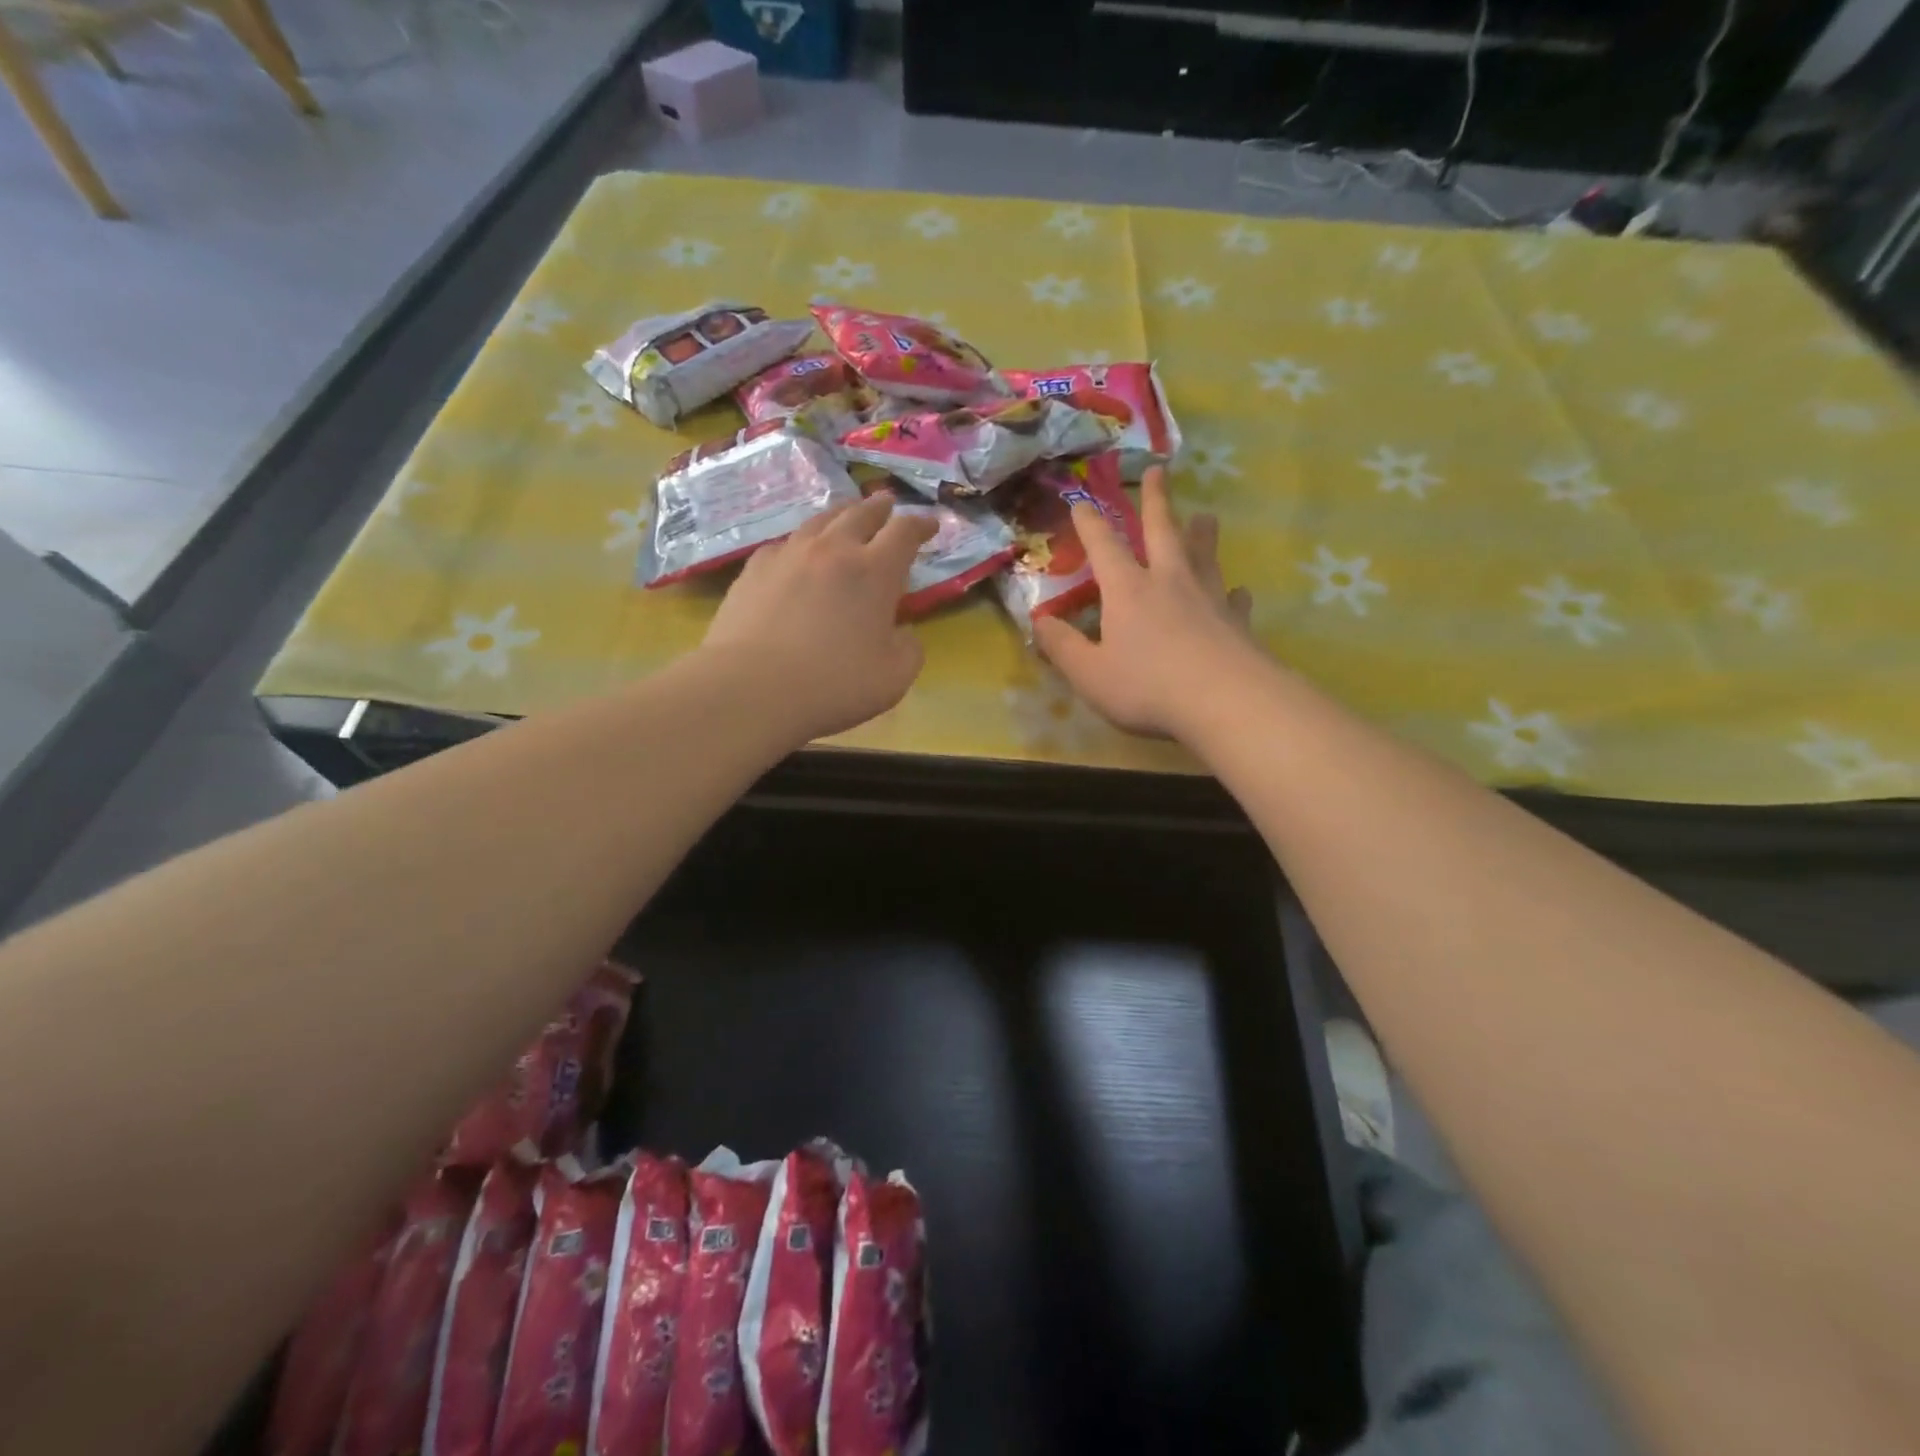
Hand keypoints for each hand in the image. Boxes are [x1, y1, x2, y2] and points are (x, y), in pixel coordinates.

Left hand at [702, 493, 938, 742]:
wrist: (752, 687)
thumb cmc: (834, 685)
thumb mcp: (895, 677)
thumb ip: (909, 648)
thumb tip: (902, 632)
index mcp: (875, 572)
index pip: (904, 532)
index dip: (921, 525)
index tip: (930, 524)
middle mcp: (833, 551)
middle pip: (860, 514)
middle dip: (879, 507)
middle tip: (887, 503)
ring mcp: (789, 555)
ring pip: (819, 520)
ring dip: (840, 514)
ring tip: (845, 515)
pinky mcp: (754, 570)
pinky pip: (785, 544)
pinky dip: (801, 542)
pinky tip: (797, 552)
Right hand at [1034, 466, 1257, 739]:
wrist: (1225, 702)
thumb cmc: (1148, 687)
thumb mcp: (1090, 674)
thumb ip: (1063, 647)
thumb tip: (1040, 622)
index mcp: (1128, 590)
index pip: (1104, 546)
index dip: (1090, 522)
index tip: (1081, 501)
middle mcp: (1169, 582)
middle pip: (1162, 530)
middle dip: (1157, 500)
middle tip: (1159, 470)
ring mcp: (1209, 598)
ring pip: (1203, 555)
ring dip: (1201, 533)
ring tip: (1205, 515)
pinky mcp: (1237, 622)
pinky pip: (1233, 599)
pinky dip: (1232, 592)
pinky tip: (1236, 592)